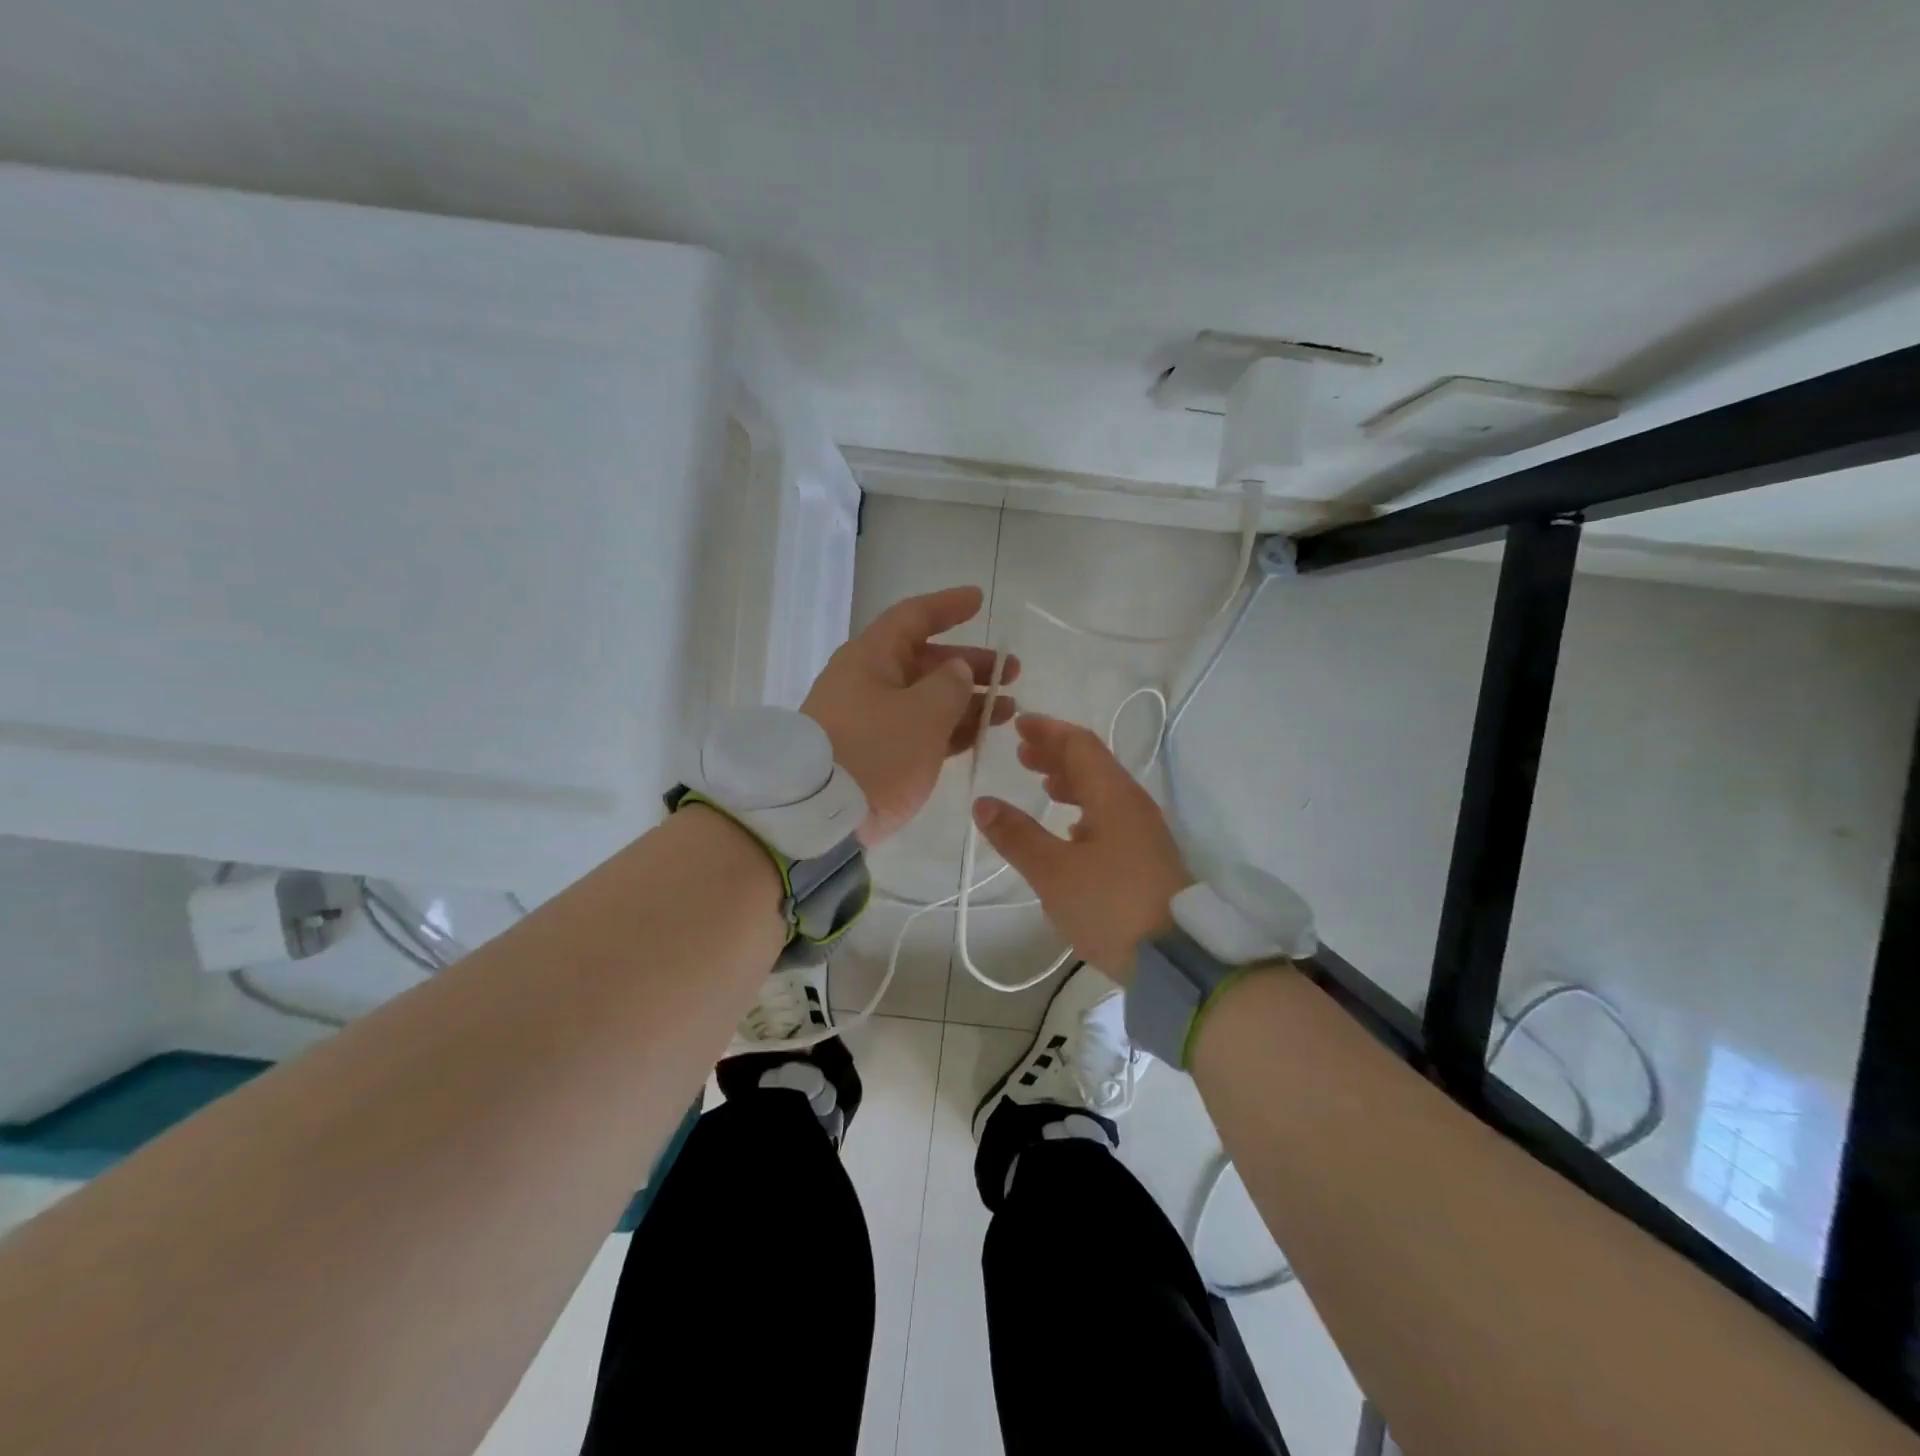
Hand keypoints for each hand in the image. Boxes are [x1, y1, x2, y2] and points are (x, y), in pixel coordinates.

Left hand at [803, 586, 1018, 845]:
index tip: (980, 601)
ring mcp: (869, 720)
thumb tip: (958, 671)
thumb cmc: (874, 752)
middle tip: (1011, 672)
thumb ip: (950, 685)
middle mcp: (867, 682)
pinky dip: (948, 728)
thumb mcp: (922, 713)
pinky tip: (979, 734)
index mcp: (871, 658)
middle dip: (969, 664)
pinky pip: (919, 730)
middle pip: (924, 661)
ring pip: (925, 699)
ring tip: (1007, 710)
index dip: (947, 606)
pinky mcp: (874, 754)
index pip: (912, 617)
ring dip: (967, 701)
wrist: (819, 818)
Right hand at [971, 714, 1192, 981]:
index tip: (1019, 724)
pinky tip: (1069, 829)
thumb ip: (1017, 835)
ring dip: (1070, 782)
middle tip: (1022, 755)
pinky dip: (1083, 810)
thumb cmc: (1110, 906)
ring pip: (1102, 792)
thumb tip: (983, 803)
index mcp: (1113, 796)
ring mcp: (1143, 832)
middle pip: (1093, 765)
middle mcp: (1132, 805)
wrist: (1175, 959)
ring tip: (1042, 785)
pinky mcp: (1146, 858)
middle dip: (1056, 755)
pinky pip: (1110, 817)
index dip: (1048, 731)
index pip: (1080, 745)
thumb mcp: (1053, 872)